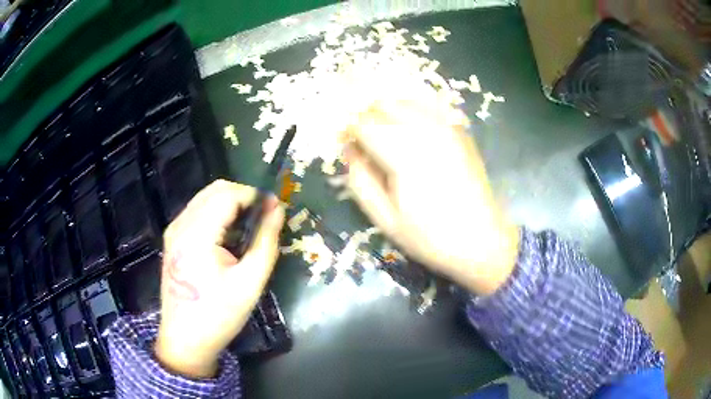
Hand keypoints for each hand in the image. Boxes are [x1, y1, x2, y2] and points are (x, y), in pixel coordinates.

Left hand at [154, 180, 284, 378]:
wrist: (185, 339)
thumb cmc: (219, 315)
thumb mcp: (250, 282)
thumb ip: (266, 242)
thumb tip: (278, 210)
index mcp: (197, 235)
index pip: (228, 194)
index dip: (255, 196)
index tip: (275, 209)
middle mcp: (180, 225)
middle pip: (215, 190)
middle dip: (243, 197)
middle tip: (263, 218)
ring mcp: (173, 231)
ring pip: (205, 198)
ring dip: (230, 204)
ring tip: (247, 229)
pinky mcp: (172, 239)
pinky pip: (197, 212)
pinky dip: (216, 214)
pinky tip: (227, 238)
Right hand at [343, 99, 518, 295]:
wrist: (482, 241)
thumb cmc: (431, 237)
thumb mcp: (386, 220)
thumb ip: (360, 182)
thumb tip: (349, 151)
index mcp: (404, 156)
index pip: (364, 124)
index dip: (348, 131)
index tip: (344, 144)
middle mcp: (426, 132)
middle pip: (383, 105)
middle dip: (365, 118)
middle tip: (362, 141)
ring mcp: (446, 128)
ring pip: (405, 101)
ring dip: (386, 112)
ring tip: (383, 135)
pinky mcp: (459, 131)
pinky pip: (428, 106)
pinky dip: (410, 111)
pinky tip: (409, 130)